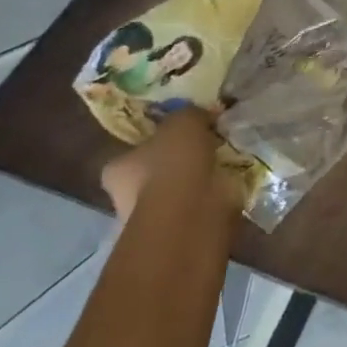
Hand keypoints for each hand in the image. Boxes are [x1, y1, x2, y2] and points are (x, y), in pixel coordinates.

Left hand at [99, 110, 227, 226]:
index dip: (158, 141)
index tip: (182, 134)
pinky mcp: (179, 232)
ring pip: (178, 191)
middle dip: (179, 162)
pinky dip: (212, 196)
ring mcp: (153, 218)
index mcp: (117, 168)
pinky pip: (198, 205)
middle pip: (155, 172)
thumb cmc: (174, 163)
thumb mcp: (183, 121)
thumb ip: (189, 114)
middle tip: (207, 147)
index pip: (134, 151)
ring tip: (224, 164)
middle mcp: (127, 196)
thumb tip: (202, 115)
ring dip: (198, 180)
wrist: (191, 211)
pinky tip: (229, 183)